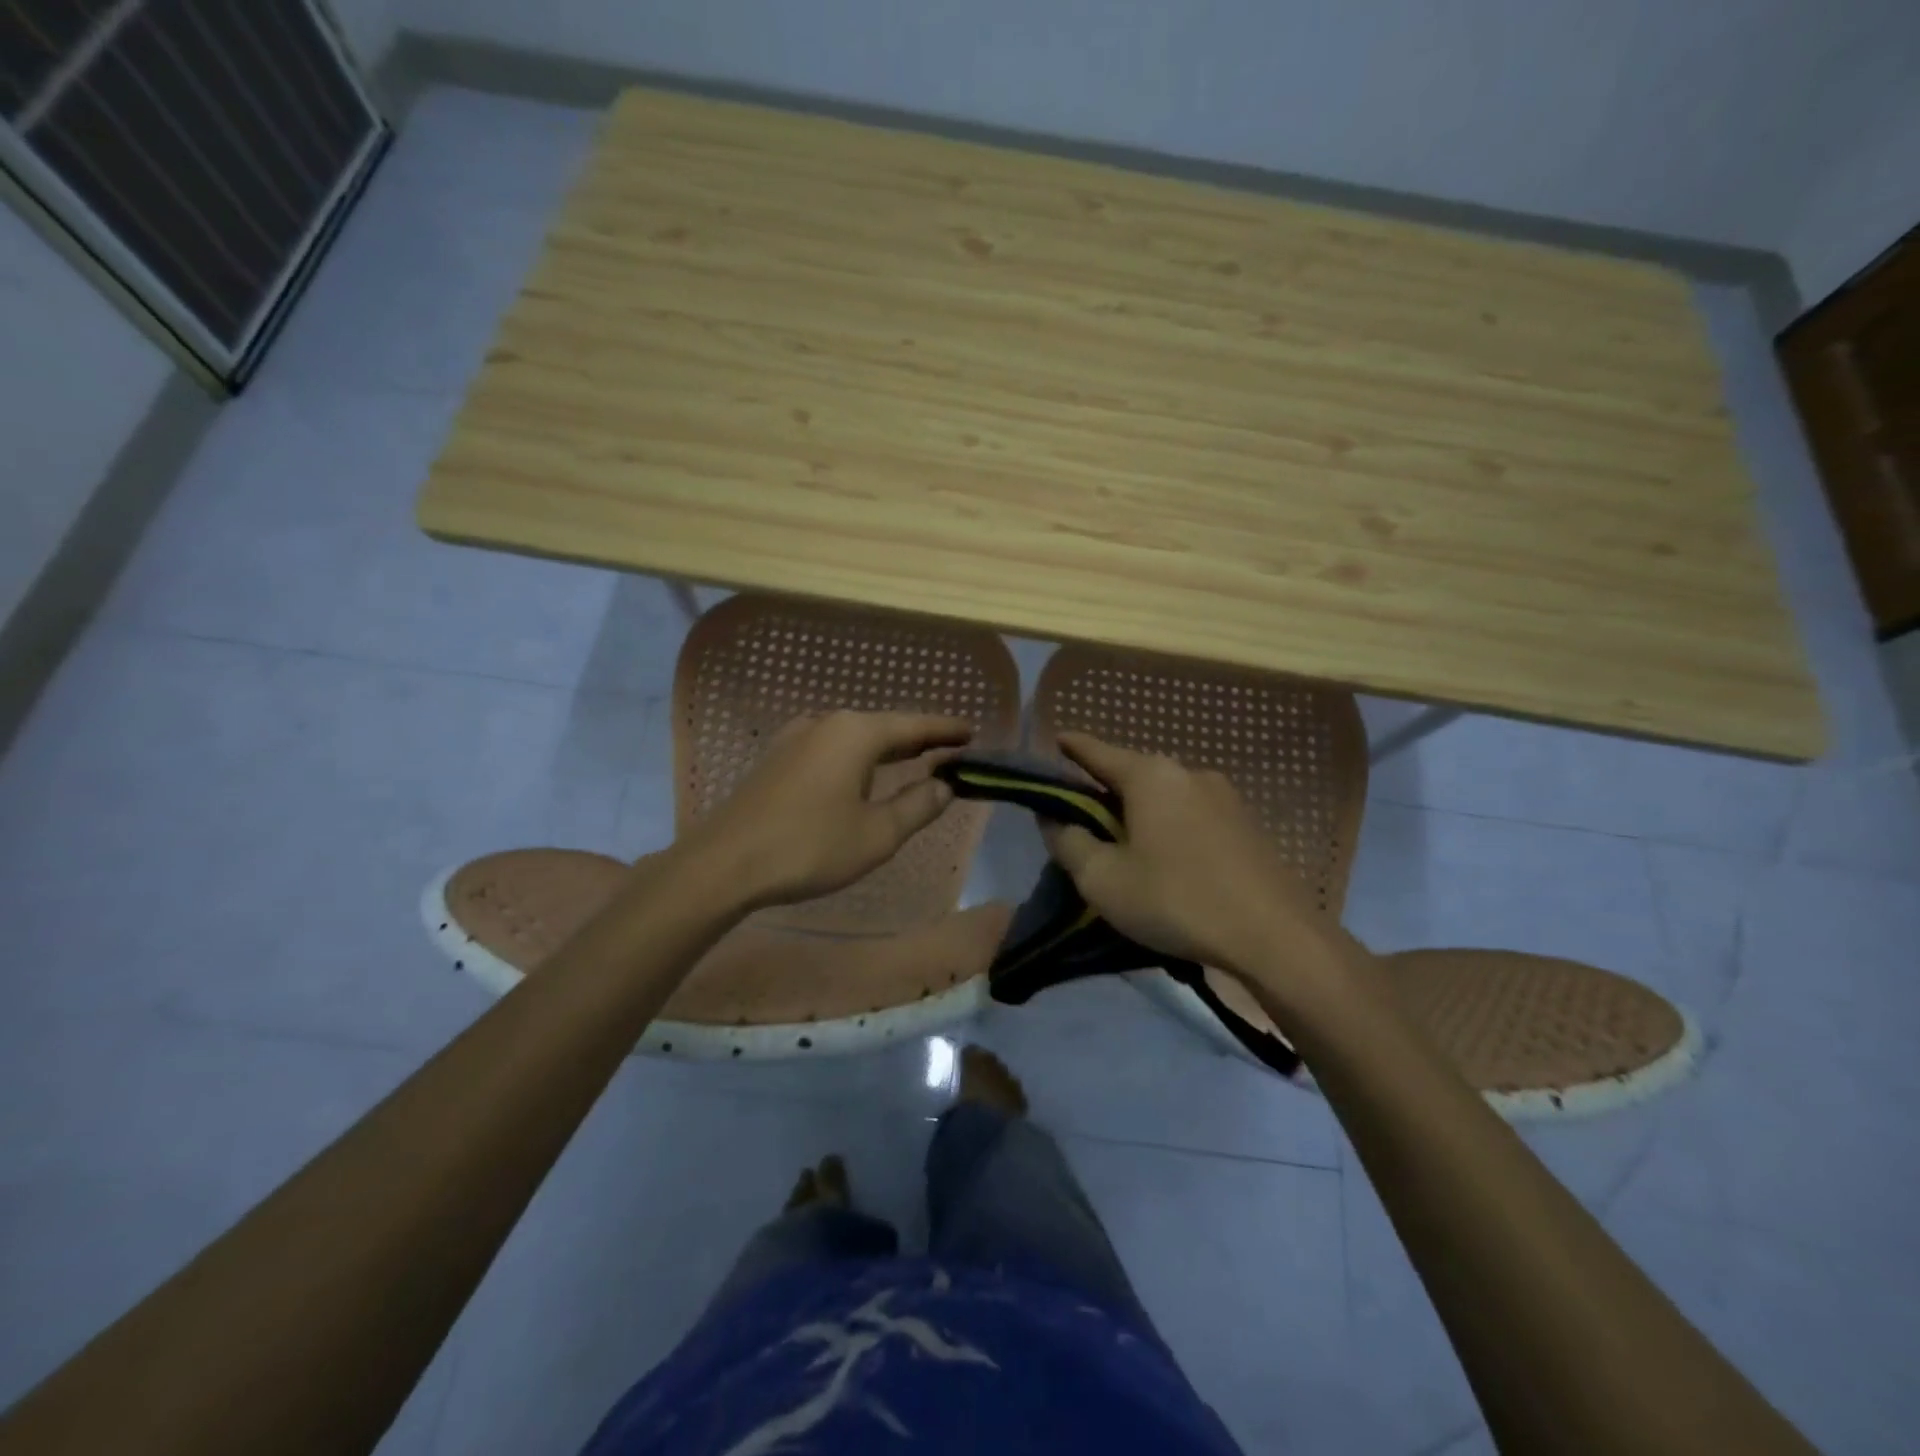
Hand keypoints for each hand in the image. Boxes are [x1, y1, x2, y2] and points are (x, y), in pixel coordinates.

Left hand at [679, 710, 973, 908]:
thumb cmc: (809, 847)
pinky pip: (830, 748)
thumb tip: (943, 786)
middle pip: (884, 726)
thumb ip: (917, 806)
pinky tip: (860, 773)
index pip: (914, 725)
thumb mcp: (876, 834)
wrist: (723, 863)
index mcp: (855, 733)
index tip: (972, 732)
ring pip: (854, 736)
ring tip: (912, 758)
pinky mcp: (776, 758)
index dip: (945, 729)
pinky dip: (857, 756)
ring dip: (886, 748)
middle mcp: (825, 723)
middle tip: (950, 747)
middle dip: (917, 738)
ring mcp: (795, 738)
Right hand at [1043, 732, 1339, 977]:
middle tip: (1082, 820)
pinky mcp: (1248, 825)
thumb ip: (1069, 843)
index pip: (1097, 752)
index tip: (1055, 740)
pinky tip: (1169, 862)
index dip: (1071, 747)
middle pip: (1133, 775)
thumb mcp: (1103, 880)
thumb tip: (1054, 819)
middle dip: (1105, 791)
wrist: (1275, 938)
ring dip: (1141, 814)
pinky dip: (1171, 828)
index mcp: (1150, 776)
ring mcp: (1225, 798)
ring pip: (1166, 797)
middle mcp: (1189, 773)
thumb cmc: (1176, 900)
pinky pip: (1193, 816)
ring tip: (1126, 847)